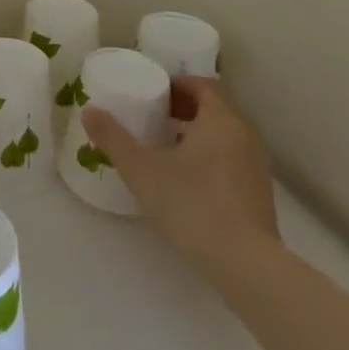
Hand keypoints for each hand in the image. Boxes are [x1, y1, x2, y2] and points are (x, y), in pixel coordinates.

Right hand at [81, 76, 279, 276]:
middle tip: (153, 114)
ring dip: (196, 132)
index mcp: (221, 120)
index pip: (204, 85)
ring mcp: (257, 167)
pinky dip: (209, 155)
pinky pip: (232, 159)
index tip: (152, 92)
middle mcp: (245, 137)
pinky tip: (185, 177)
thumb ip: (113, 137)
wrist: (245, 265)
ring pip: (225, 135)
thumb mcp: (140, 168)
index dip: (177, 84)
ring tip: (164, 144)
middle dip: (184, 107)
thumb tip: (89, 111)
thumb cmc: (192, 203)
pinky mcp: (259, 195)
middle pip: (216, 108)